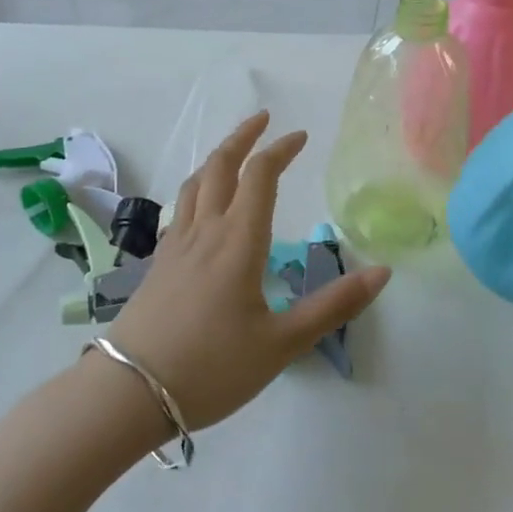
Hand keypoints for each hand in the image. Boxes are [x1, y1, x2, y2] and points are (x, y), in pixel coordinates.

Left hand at [103, 111, 390, 430]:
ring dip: (217, 158)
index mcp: (239, 241)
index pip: (260, 176)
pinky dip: (198, 189)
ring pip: (195, 184)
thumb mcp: (282, 343)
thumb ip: (333, 306)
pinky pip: (181, 208)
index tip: (300, 136)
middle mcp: (206, 231)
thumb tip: (382, 272)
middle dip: (243, 137)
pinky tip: (202, 208)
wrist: (130, 392)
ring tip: (233, 153)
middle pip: (220, 166)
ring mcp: (176, 245)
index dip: (280, 150)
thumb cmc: (212, 367)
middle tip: (262, 119)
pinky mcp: (158, 264)